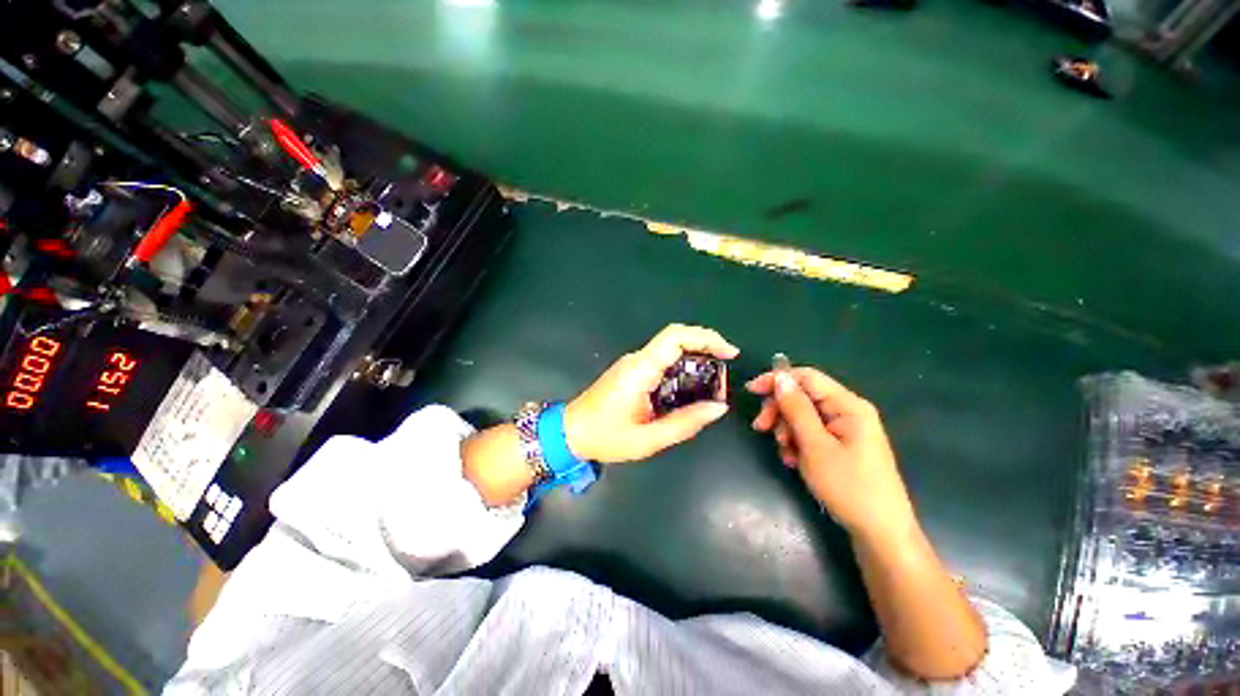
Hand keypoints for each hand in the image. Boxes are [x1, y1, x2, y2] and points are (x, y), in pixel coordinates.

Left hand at [565, 324, 737, 463]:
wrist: (570, 432)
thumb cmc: (605, 437)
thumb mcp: (648, 439)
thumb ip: (685, 423)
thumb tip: (719, 408)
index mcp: (640, 369)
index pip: (675, 338)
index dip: (706, 338)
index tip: (729, 353)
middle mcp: (637, 359)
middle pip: (676, 339)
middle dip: (705, 347)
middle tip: (726, 369)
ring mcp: (633, 363)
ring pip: (670, 349)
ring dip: (695, 359)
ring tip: (713, 383)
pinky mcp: (631, 371)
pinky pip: (662, 361)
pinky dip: (682, 368)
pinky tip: (691, 388)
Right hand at [747, 367, 915, 538]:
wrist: (879, 533)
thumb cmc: (849, 487)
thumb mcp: (815, 445)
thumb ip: (796, 408)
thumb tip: (780, 377)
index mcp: (848, 405)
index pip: (806, 377)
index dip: (777, 380)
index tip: (751, 391)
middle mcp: (847, 411)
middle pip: (803, 397)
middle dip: (779, 411)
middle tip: (761, 428)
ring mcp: (845, 429)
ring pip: (803, 416)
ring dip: (786, 430)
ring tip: (785, 453)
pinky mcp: (841, 445)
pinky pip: (811, 434)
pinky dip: (797, 443)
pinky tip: (794, 461)